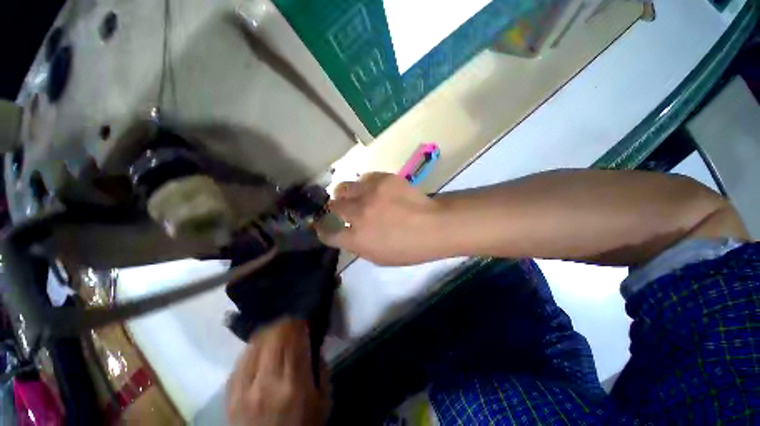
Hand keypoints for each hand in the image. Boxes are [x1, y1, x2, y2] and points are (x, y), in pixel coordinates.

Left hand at [227, 319, 330, 425]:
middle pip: (273, 336)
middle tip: (292, 320)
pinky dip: (254, 347)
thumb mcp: (323, 402)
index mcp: (294, 384)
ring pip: (255, 343)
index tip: (304, 317)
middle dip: (284, 323)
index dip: (299, 322)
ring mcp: (244, 388)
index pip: (295, 338)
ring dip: (268, 331)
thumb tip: (314, 344)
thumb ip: (321, 369)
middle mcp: (266, 381)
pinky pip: (241, 359)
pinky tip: (260, 346)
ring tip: (277, 329)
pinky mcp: (230, 394)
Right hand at [318, 173, 444, 265]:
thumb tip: (346, 233)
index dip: (323, 229)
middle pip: (333, 206)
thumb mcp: (379, 257)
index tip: (324, 225)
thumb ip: (358, 245)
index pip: (327, 233)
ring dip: (347, 194)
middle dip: (336, 208)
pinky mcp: (382, 179)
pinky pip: (364, 178)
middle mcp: (357, 214)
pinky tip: (376, 190)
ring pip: (343, 188)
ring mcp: (369, 194)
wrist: (433, 226)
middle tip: (346, 208)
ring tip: (358, 196)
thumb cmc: (408, 248)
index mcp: (356, 238)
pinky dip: (366, 185)